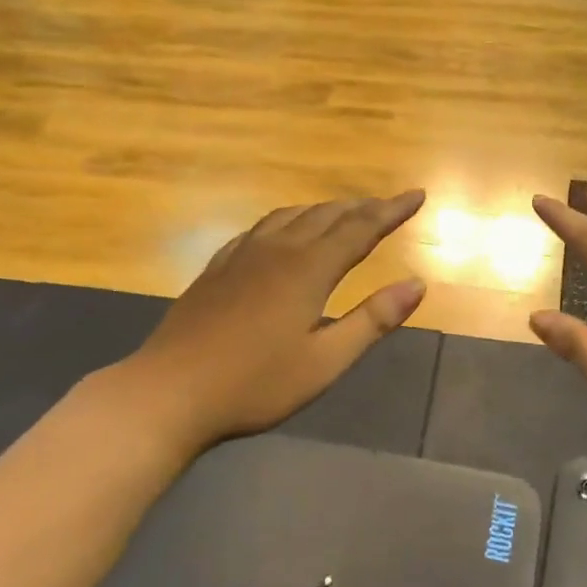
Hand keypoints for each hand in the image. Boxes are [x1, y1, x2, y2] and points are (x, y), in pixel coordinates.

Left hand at [124, 191, 427, 456]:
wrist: (169, 392)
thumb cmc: (255, 384)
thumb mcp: (325, 361)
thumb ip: (373, 320)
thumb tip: (418, 284)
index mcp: (308, 269)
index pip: (361, 228)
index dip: (391, 210)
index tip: (417, 194)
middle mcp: (277, 250)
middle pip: (327, 215)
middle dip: (362, 207)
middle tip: (388, 204)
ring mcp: (241, 256)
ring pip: (291, 216)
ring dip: (324, 210)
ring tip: (344, 212)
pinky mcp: (217, 268)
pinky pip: (260, 228)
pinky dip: (287, 220)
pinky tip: (283, 231)